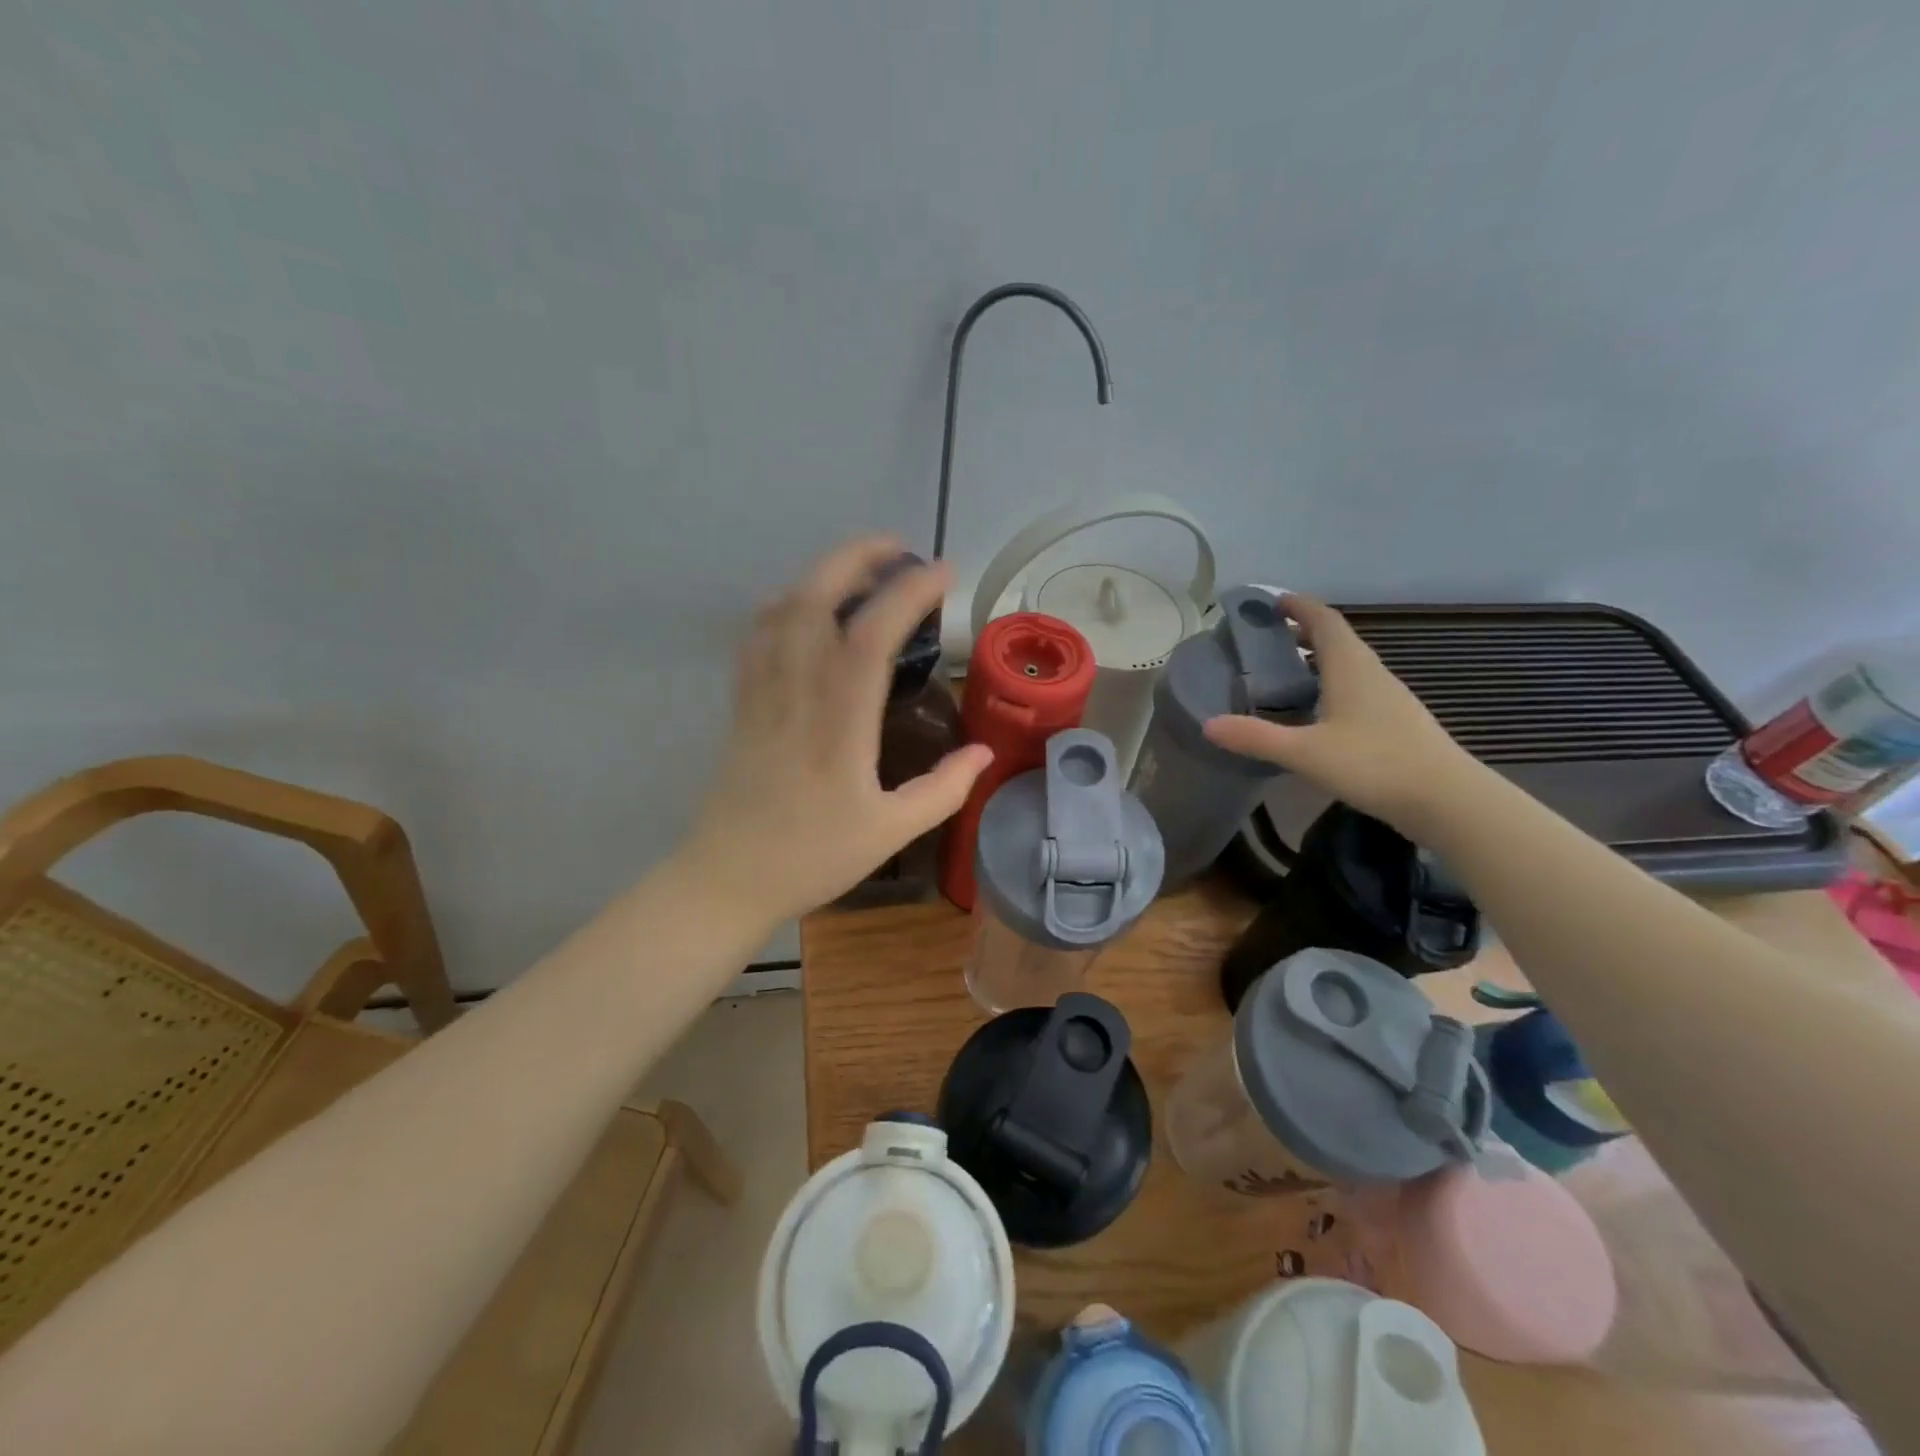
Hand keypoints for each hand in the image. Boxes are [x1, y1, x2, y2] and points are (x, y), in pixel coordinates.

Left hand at [681, 536, 991, 923]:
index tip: (944, 573)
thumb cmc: (812, 858)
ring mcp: (761, 693)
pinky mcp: (742, 702)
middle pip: (816, 599)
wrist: (727, 880)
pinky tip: (807, 608)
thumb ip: (943, 790)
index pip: (871, 636)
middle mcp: (796, 693)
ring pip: (782, 610)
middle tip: (899, 549)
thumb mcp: (890, 832)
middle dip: (856, 558)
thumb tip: (984, 752)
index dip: (908, 593)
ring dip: (821, 574)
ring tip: (861, 570)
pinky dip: (785, 604)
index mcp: (839, 724)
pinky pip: (758, 636)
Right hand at [1203, 593, 1479, 834]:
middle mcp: (1372, 674)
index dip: (1299, 606)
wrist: (1447, 800)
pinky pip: (1357, 690)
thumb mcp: (1305, 752)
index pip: (1324, 620)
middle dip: (1302, 633)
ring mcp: (1388, 698)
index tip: (1272, 602)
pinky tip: (1316, 714)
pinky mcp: (1395, 723)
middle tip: (1266, 641)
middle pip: (1336, 640)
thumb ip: (1255, 738)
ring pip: (1348, 666)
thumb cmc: (1375, 764)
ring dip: (1317, 661)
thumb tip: (1208, 725)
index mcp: (1350, 667)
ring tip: (1283, 675)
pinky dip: (1330, 687)